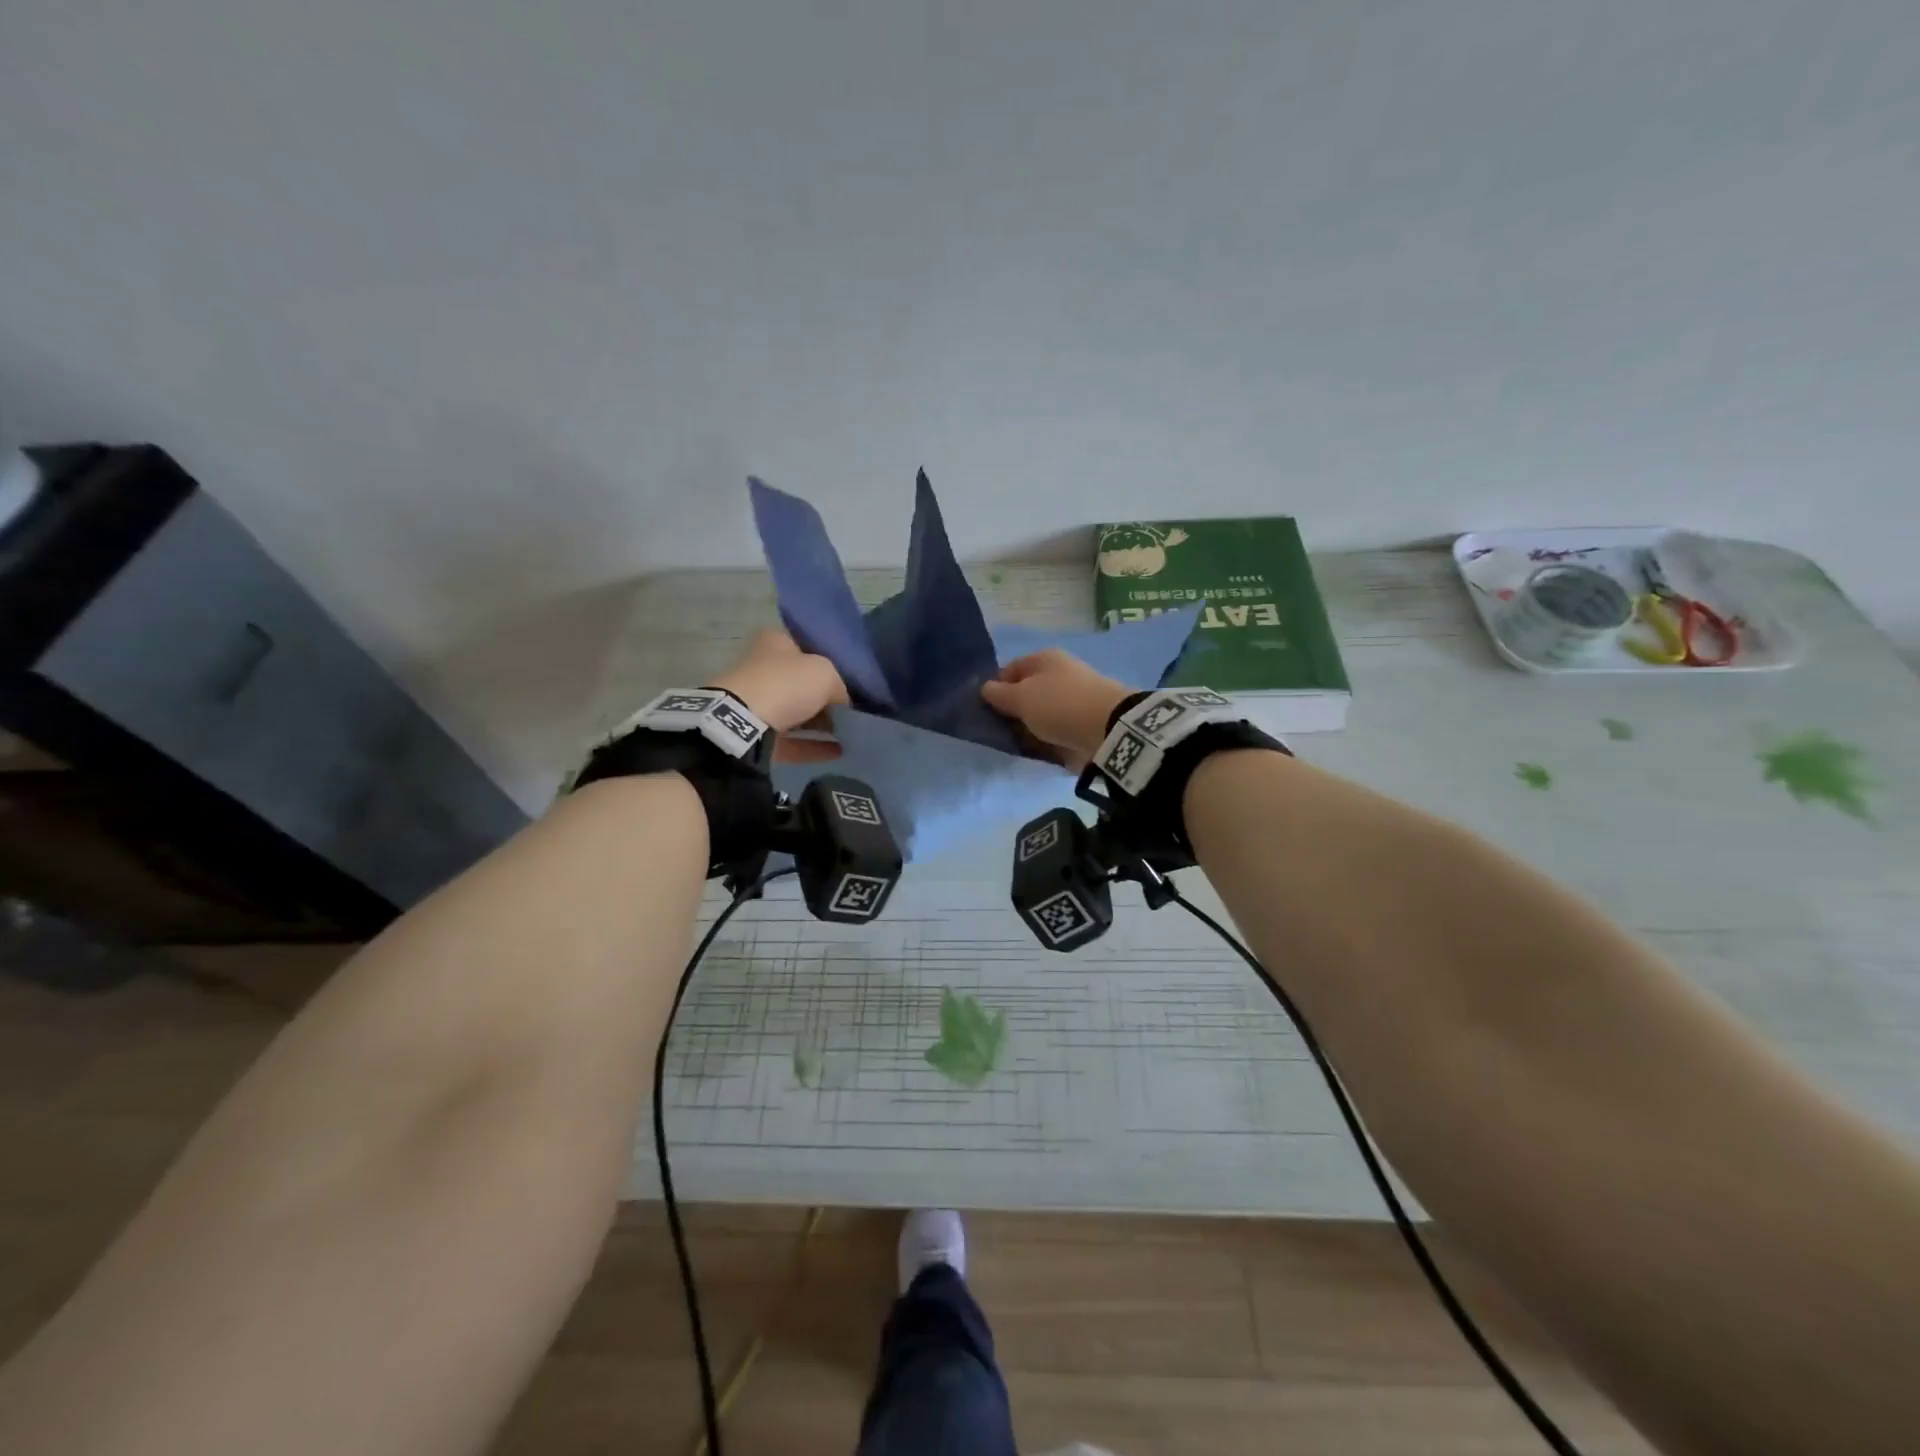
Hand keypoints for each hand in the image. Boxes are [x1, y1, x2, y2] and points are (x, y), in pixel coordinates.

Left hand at [710, 629, 846, 762]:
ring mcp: (756, 703)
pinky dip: (813, 746)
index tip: (850, 677)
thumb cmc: (786, 684)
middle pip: (800, 682)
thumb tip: (845, 704)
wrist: (743, 723)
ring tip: (850, 734)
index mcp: (775, 642)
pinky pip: (790, 740)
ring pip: (795, 712)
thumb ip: (840, 686)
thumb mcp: (826, 674)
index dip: (829, 660)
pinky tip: (840, 752)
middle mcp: (762, 668)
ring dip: (821, 724)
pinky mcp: (754, 734)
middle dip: (825, 697)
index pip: (806, 645)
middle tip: (853, 710)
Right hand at [980, 650, 1129, 767]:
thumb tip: (985, 688)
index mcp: (1044, 659)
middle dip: (1013, 710)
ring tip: (1016, 744)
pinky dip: (1046, 738)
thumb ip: (999, 694)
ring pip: (1041, 712)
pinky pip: (1056, 729)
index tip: (985, 710)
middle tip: (998, 730)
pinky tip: (1037, 750)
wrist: (1108, 729)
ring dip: (1029, 726)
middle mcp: (1059, 674)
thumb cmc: (1059, 704)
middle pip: (1027, 692)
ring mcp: (1073, 698)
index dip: (995, 688)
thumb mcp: (1021, 697)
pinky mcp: (1083, 722)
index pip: (1010, 669)